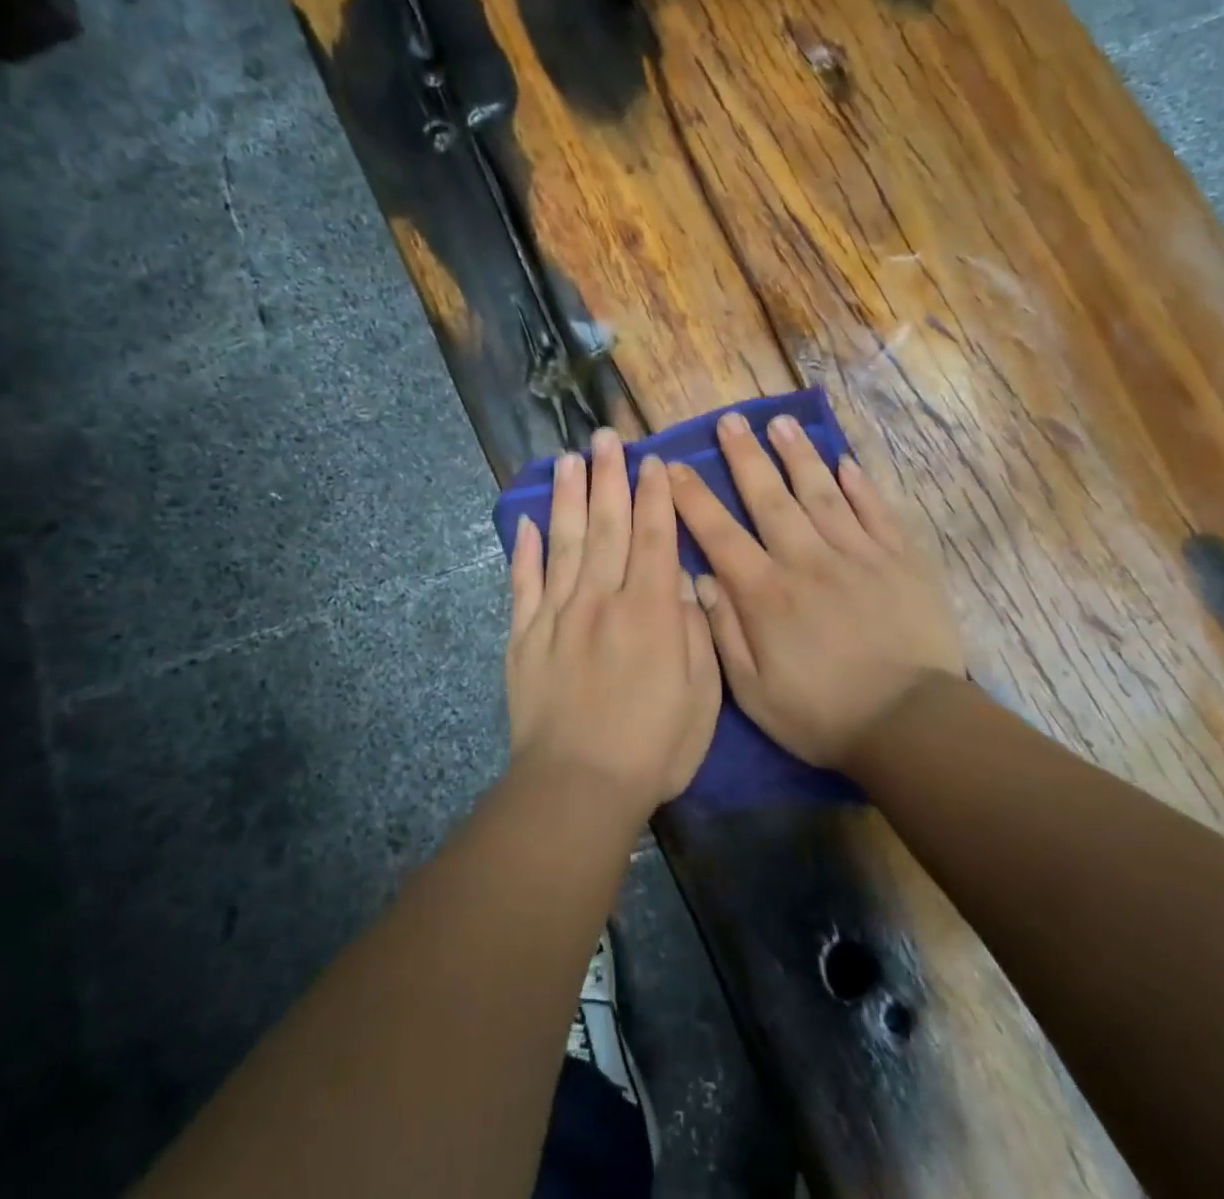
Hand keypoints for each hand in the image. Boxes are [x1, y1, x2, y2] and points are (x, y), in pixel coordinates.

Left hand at [506, 428, 721, 810]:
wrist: (578, 787)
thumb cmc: (654, 746)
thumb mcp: (701, 695)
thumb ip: (694, 631)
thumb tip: (684, 580)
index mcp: (650, 611)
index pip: (655, 537)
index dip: (654, 495)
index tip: (651, 460)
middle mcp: (602, 600)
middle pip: (606, 526)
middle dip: (608, 477)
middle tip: (605, 436)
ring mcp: (557, 615)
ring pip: (562, 543)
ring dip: (566, 498)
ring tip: (567, 459)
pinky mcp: (524, 637)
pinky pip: (522, 585)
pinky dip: (523, 551)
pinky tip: (524, 522)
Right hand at [670, 412, 962, 771]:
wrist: (910, 725)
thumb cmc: (822, 714)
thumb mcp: (753, 692)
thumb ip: (724, 632)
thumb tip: (701, 579)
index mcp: (767, 594)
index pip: (720, 533)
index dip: (693, 498)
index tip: (672, 466)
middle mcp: (808, 561)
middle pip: (770, 498)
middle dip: (745, 457)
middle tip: (730, 420)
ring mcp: (858, 555)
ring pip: (822, 493)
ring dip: (799, 456)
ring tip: (781, 423)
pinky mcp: (901, 560)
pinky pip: (876, 511)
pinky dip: (860, 485)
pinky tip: (845, 462)